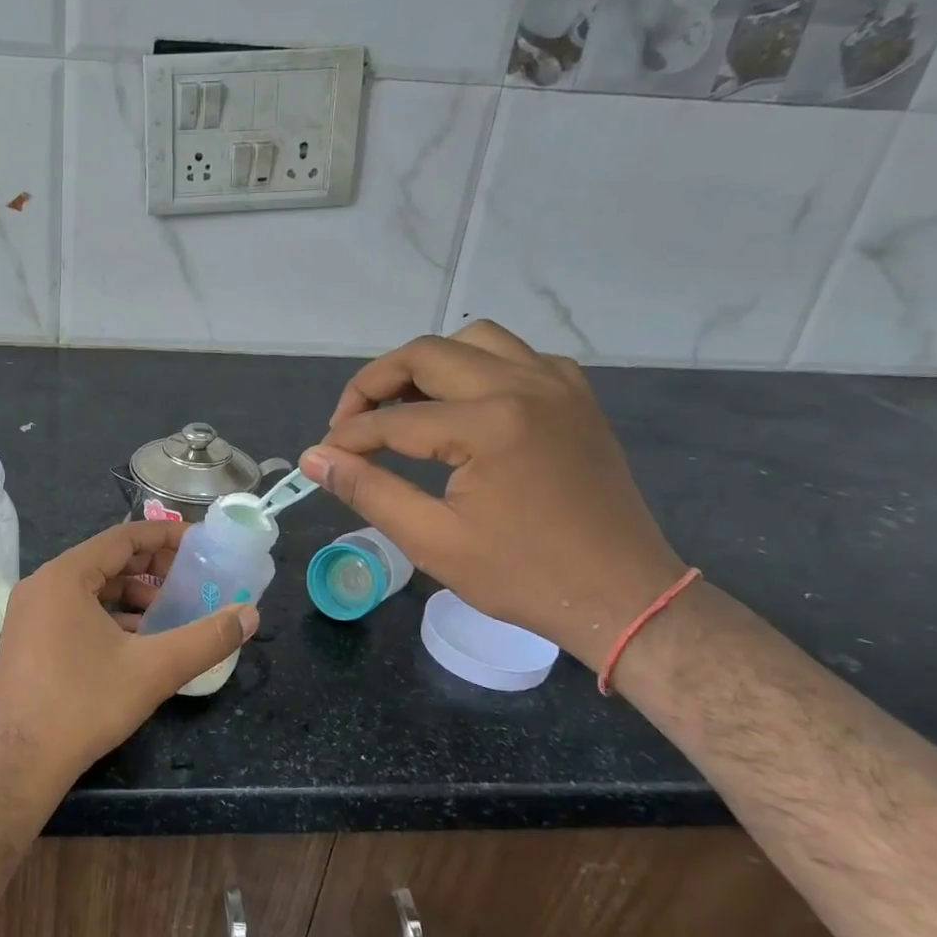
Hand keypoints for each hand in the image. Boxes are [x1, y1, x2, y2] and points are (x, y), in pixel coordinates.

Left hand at [0, 521, 257, 804]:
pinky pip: (75, 610)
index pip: (123, 538)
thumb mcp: (154, 669)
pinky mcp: (28, 638)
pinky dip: (110, 615)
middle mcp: (42, 584)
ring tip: (170, 612)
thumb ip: (207, 638)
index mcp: (64, 576)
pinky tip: (138, 640)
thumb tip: (251, 615)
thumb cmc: (84, 706)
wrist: (19, 765)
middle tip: (192, 580)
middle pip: (106, 560)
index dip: (166, 536)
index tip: (201, 543)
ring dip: (133, 595)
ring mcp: (30, 612)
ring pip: (91, 588)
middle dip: (152, 568)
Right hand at [300, 322, 685, 669]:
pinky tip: (463, 405)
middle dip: (374, 385)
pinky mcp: (575, 396)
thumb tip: (314, 458)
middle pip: (425, 355)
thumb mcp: (432, 540)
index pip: (392, 420)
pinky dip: (477, 368)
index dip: (347, 438)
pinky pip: (516, 356)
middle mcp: (523, 386)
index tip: (323, 457)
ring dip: (426, 365)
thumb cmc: (522, 576)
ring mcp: (556, 384)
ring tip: (402, 406)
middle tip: (350, 424)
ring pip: (472, 341)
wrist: (621, 596)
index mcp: (489, 424)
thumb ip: (367, 490)